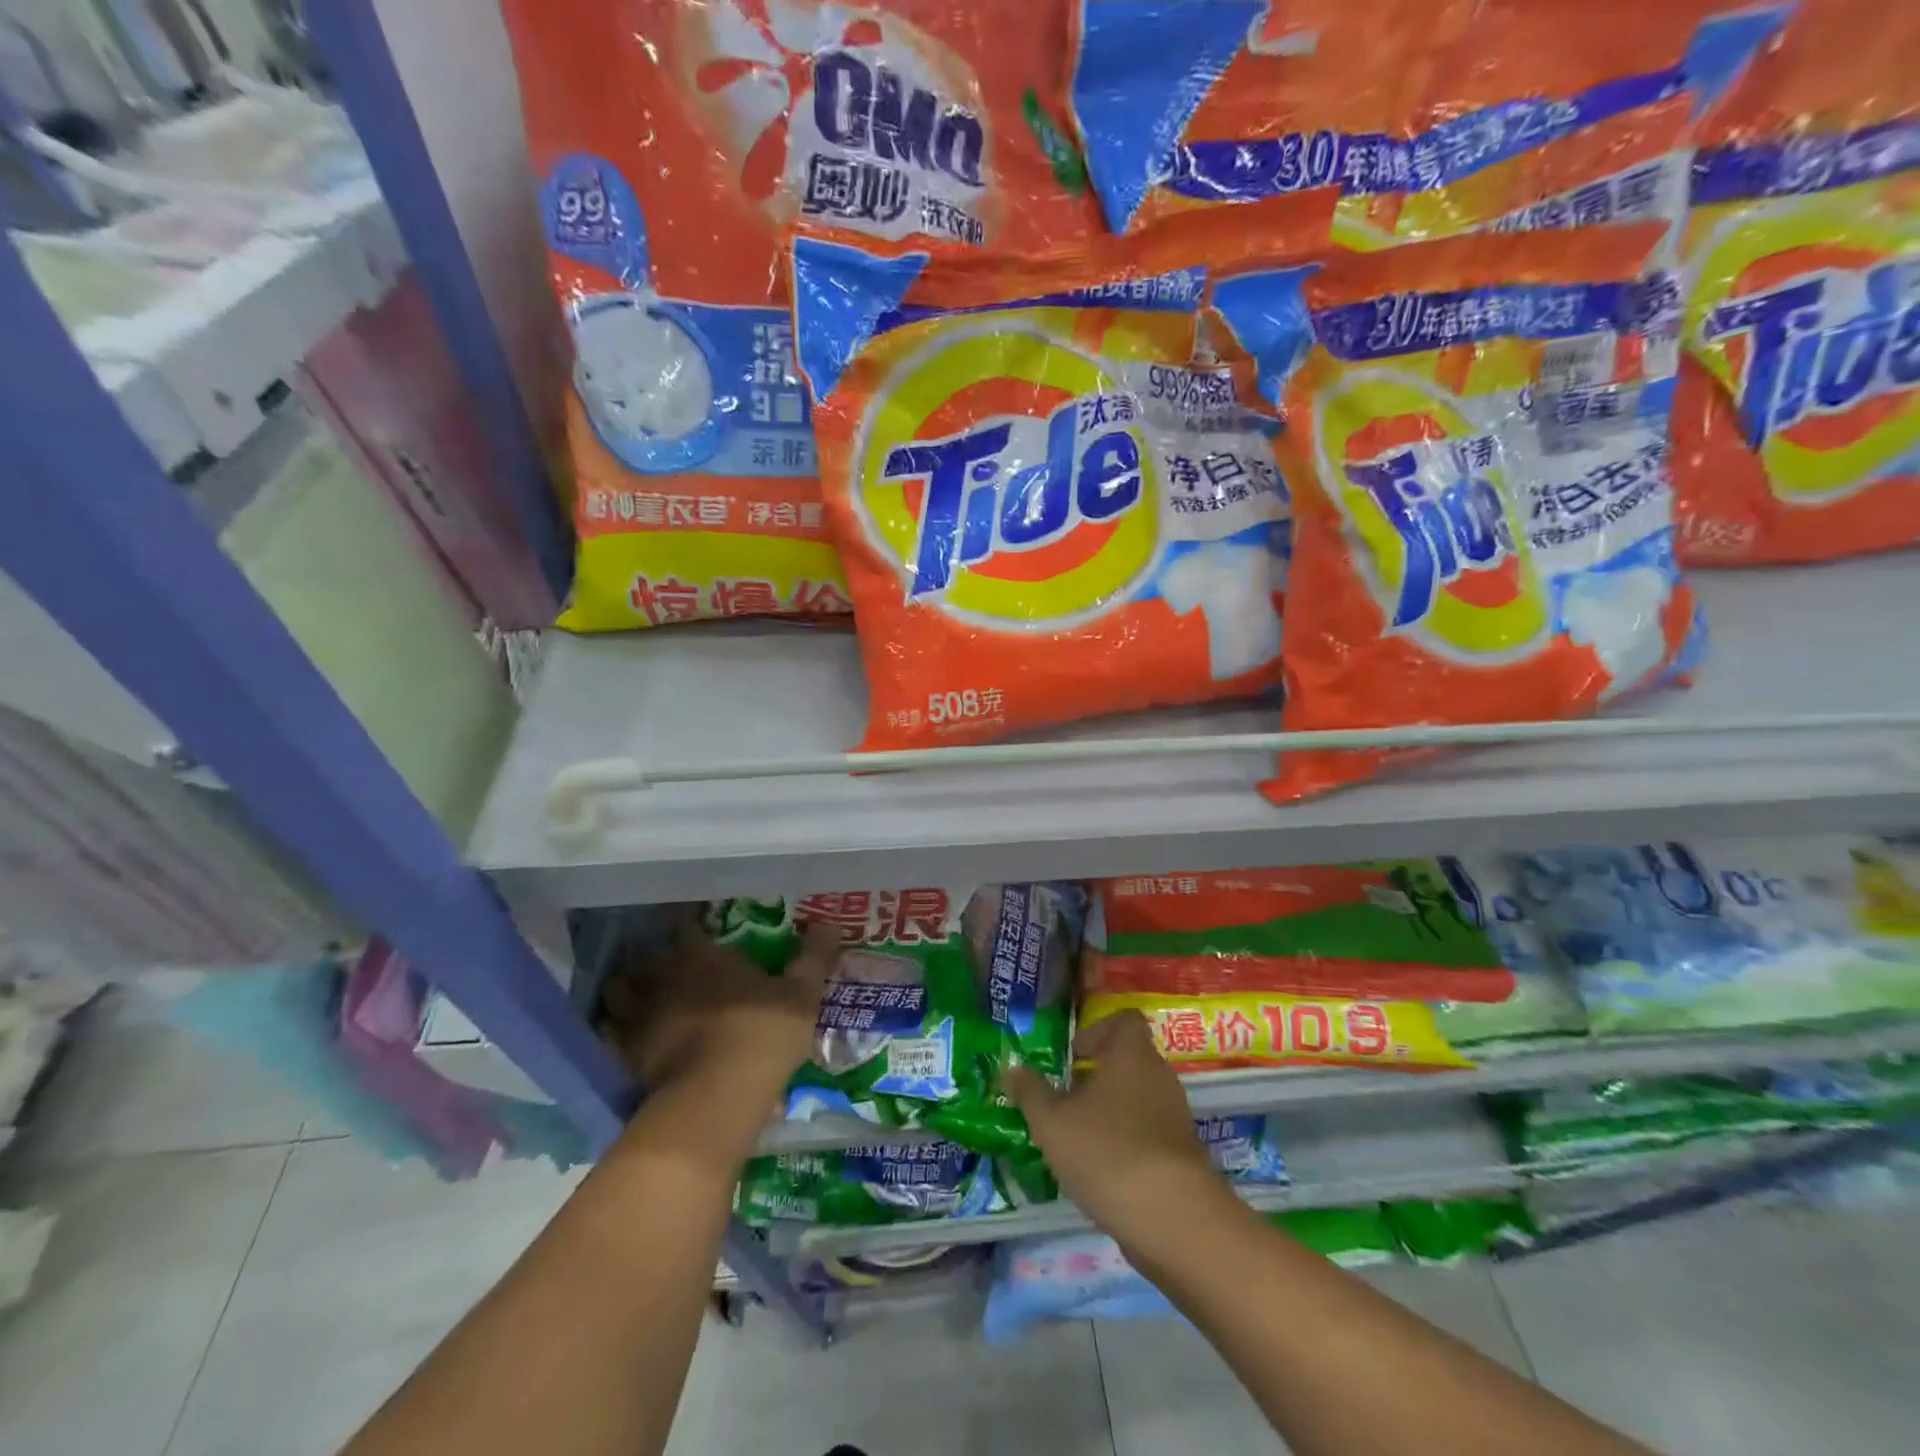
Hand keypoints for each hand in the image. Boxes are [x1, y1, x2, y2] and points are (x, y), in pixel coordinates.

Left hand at [600, 920, 838, 1106]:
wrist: (718, 1096)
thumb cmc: (763, 1032)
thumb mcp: (801, 993)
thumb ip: (812, 958)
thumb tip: (831, 924)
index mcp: (703, 956)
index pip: (684, 925)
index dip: (685, 921)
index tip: (689, 920)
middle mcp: (665, 978)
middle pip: (643, 957)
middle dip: (649, 957)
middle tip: (662, 960)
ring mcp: (641, 1017)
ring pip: (618, 993)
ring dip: (625, 990)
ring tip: (636, 994)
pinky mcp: (627, 1056)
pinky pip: (611, 1036)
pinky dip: (613, 1032)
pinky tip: (624, 1036)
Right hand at [1005, 1010, 1236, 1256]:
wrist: (1174, 1220)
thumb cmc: (1107, 1151)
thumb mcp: (1051, 1122)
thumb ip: (1030, 1092)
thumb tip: (1011, 1068)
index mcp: (1131, 1053)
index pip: (1124, 1020)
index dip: (1096, 1031)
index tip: (1071, 1057)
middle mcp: (1159, 1075)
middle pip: (1128, 1060)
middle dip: (1096, 1077)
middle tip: (1063, 1099)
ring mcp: (1175, 1116)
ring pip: (1137, 1098)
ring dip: (1109, 1112)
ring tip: (1076, 1138)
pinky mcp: (1182, 1154)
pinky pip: (1149, 1132)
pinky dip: (1126, 1142)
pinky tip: (1101, 1170)